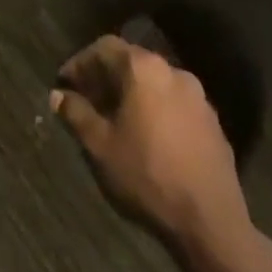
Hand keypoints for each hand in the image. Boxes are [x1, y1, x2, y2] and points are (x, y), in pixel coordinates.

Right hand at [53, 36, 251, 245]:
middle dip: (105, 78)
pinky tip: (148, 138)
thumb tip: (58, 95)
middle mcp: (172, 71)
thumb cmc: (147, 176)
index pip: (103, 48)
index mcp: (143, 68)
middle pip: (130, 62)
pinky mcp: (213, 123)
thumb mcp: (100, 147)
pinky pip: (174, 104)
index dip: (80, 63)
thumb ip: (76, 114)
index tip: (65, 84)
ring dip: (132, 94)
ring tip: (116, 120)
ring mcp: (198, 97)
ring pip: (154, 83)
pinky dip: (155, 110)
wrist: (212, 224)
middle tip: (87, 101)